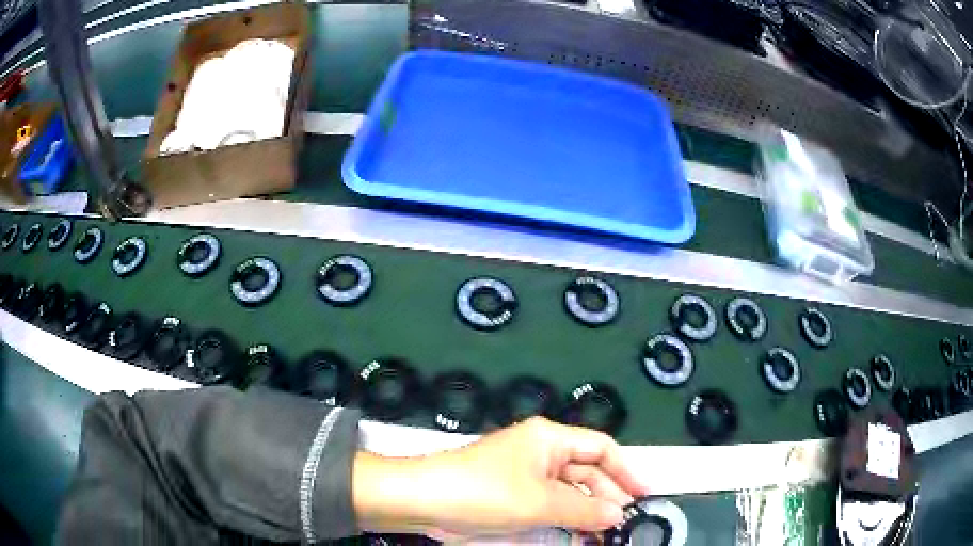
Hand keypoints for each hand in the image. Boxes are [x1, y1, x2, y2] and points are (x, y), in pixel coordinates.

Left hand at [353, 416, 647, 537]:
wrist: (423, 500)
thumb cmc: (484, 492)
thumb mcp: (539, 503)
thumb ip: (583, 510)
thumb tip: (617, 515)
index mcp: (549, 439)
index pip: (600, 447)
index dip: (625, 470)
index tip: (643, 495)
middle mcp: (539, 451)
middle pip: (585, 470)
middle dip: (606, 494)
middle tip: (623, 521)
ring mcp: (524, 473)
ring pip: (568, 490)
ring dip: (586, 509)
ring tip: (604, 532)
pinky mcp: (510, 493)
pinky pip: (548, 503)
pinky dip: (564, 517)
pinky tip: (576, 532)